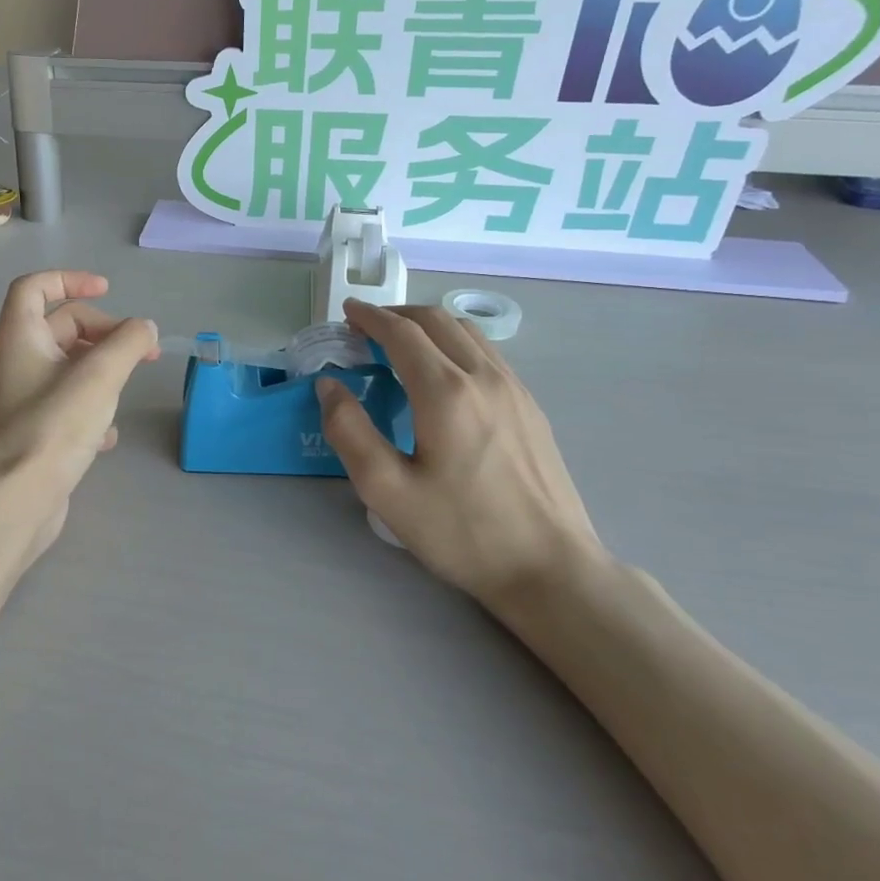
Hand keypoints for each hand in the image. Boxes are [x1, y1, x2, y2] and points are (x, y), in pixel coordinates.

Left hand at [0, 271, 159, 556]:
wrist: (16, 501)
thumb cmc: (54, 426)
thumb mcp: (100, 375)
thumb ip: (129, 343)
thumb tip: (146, 328)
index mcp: (19, 336)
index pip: (35, 287)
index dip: (71, 279)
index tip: (108, 291)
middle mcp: (15, 361)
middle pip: (60, 327)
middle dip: (103, 332)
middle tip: (141, 351)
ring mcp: (23, 399)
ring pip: (68, 368)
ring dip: (102, 370)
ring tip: (127, 389)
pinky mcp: (33, 432)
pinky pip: (67, 405)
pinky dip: (92, 409)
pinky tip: (108, 434)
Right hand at [316, 300, 602, 601]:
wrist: (549, 568)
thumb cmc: (462, 531)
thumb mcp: (386, 490)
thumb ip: (349, 431)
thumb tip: (329, 386)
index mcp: (445, 392)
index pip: (402, 332)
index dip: (370, 316)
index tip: (347, 312)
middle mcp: (483, 377)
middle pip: (437, 321)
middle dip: (397, 314)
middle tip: (365, 327)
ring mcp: (514, 390)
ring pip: (467, 333)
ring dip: (427, 325)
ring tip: (399, 342)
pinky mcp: (530, 407)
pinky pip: (486, 354)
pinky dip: (453, 343)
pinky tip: (442, 372)